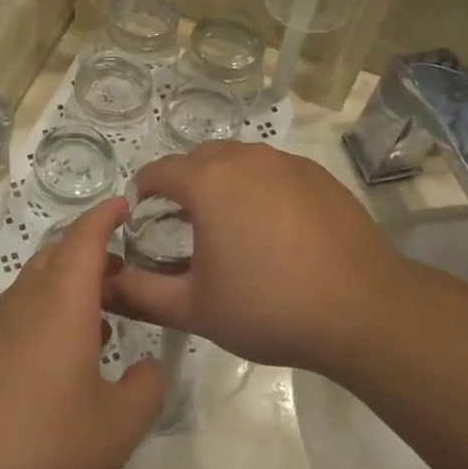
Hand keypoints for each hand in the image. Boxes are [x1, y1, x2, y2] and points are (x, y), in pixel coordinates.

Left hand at [0, 199, 164, 468]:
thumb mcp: (114, 429)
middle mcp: (26, 299)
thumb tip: (150, 367)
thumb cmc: (38, 444)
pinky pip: (23, 312)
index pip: (85, 235)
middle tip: (129, 270)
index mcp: (62, 300)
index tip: (129, 204)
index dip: (107, 214)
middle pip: (60, 253)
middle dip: (95, 251)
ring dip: (73, 286)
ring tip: (106, 315)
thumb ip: (146, 391)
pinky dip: (52, 314)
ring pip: (40, 283)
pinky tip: (66, 359)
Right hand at [103, 144, 401, 372]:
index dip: (144, 191)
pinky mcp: (318, 175)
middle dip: (184, 184)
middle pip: (199, 159)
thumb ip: (141, 294)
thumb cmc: (269, 307)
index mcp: (207, 182)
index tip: (143, 217)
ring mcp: (285, 162)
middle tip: (185, 225)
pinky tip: (276, 228)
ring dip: (224, 182)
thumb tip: (105, 284)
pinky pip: (274, 170)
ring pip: (239, 160)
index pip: (158, 171)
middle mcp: (244, 158)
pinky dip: (261, 188)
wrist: (362, 309)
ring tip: (232, 225)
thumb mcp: (195, 308)